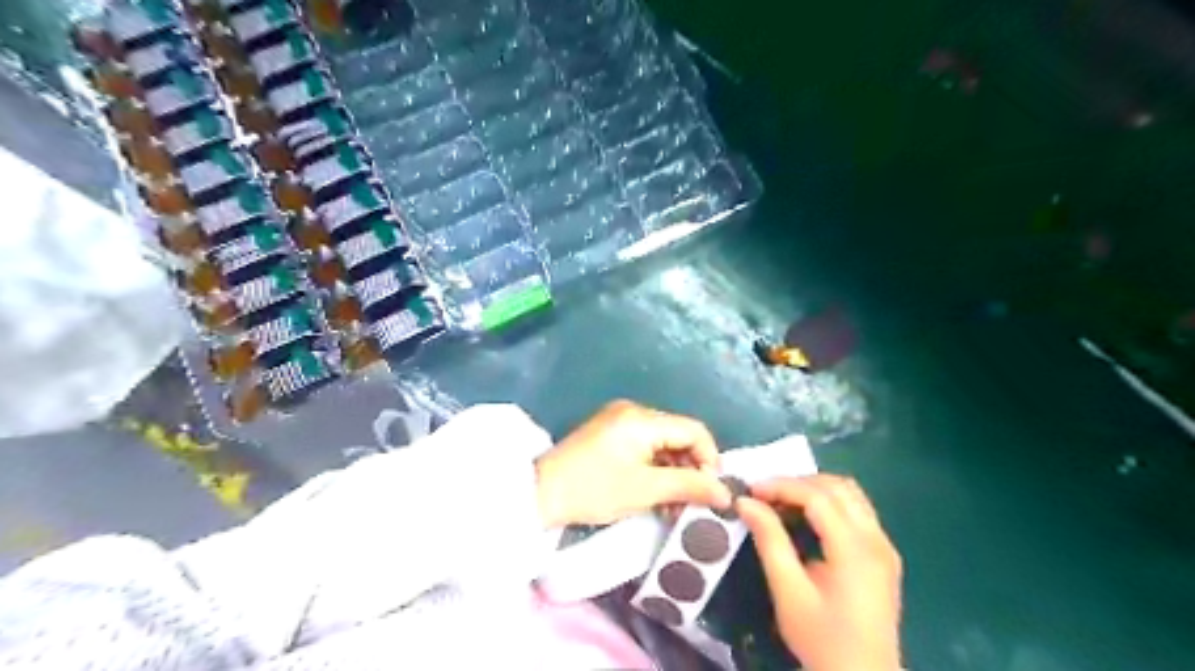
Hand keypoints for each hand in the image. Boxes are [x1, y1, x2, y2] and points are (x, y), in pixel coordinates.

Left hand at [535, 401, 729, 526]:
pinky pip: (645, 447)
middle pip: (679, 435)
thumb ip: (689, 487)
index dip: (710, 459)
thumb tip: (725, 493)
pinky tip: (657, 494)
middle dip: (691, 469)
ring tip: (674, 505)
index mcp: (643, 418)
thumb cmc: (594, 490)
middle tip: (693, 503)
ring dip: (674, 473)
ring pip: (663, 444)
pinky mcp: (610, 433)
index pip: (694, 430)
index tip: (712, 492)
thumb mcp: (645, 490)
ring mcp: (619, 420)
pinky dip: (655, 469)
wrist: (541, 493)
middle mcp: (634, 411)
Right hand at [740, 476, 906, 670]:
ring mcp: (884, 546)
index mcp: (855, 549)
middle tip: (765, 496)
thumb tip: (746, 503)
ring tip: (782, 503)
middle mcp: (876, 539)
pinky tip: (806, 519)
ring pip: (851, 494)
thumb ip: (769, 541)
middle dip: (797, 483)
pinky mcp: (884, 555)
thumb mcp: (789, 592)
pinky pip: (857, 511)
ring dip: (815, 489)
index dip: (781, 486)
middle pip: (838, 487)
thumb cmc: (822, 638)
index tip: (751, 491)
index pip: (817, 496)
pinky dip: (829, 503)